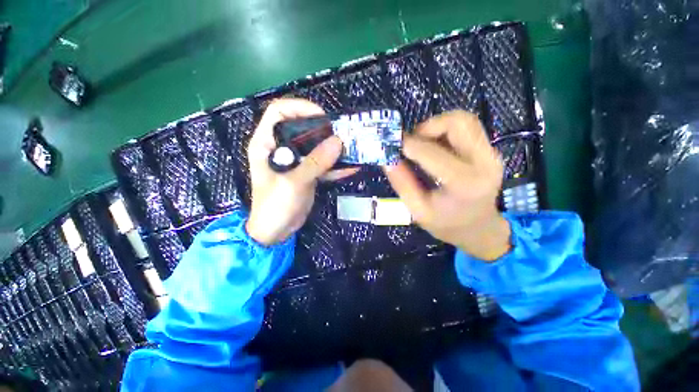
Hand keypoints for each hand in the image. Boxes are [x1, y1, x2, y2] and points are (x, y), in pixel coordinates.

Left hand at [246, 99, 357, 245]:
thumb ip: (315, 162)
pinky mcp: (306, 173)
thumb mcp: (294, 182)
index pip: (279, 112)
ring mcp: (296, 161)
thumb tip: (338, 142)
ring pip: (315, 146)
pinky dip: (336, 166)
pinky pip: (322, 164)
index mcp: (267, 143)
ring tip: (351, 149)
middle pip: (302, 127)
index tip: (322, 118)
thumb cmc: (275, 206)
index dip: (300, 108)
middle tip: (342, 135)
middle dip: (323, 129)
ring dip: (332, 148)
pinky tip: (351, 168)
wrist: (276, 231)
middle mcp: (281, 148)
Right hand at [383, 111, 510, 260]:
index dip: (409, 144)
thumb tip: (387, 158)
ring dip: (437, 126)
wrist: (479, 229)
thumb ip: (402, 183)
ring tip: (421, 143)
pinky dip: (445, 130)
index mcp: (464, 184)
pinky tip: (434, 147)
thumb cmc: (446, 224)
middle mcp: (484, 163)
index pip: (432, 152)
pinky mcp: (490, 151)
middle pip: (458, 123)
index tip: (393, 144)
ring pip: (464, 120)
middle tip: (411, 142)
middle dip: (428, 126)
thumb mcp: (417, 210)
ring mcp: (491, 154)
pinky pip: (467, 128)